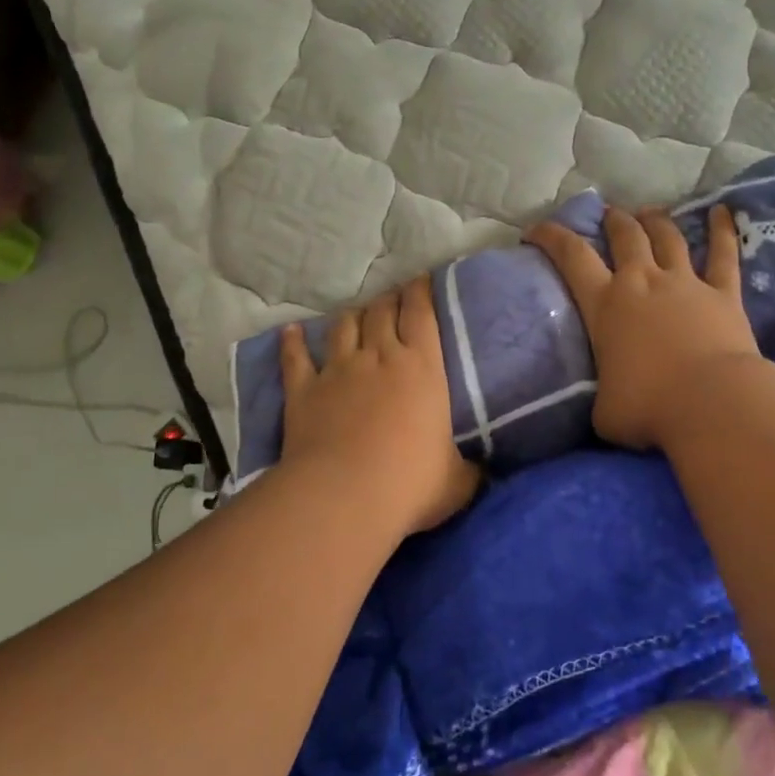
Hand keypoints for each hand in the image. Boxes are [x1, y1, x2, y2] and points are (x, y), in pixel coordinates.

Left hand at [279, 276, 480, 538]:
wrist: (344, 496)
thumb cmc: (411, 483)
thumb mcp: (457, 480)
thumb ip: (470, 471)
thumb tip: (483, 474)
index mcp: (423, 367)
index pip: (422, 314)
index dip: (421, 291)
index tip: (422, 279)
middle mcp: (380, 357)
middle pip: (382, 311)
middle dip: (389, 298)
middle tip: (394, 296)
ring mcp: (338, 370)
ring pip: (344, 326)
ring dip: (352, 315)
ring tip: (356, 312)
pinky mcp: (303, 391)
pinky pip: (296, 358)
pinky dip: (293, 343)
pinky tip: (291, 332)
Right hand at [527, 206, 761, 450]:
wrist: (710, 403)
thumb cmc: (648, 408)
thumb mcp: (604, 410)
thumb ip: (604, 395)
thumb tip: (611, 401)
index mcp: (606, 306)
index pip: (572, 258)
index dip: (552, 237)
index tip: (536, 229)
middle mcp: (643, 283)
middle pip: (626, 237)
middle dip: (613, 221)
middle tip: (609, 215)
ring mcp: (686, 284)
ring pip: (668, 238)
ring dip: (656, 221)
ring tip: (649, 212)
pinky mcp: (724, 294)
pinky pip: (724, 255)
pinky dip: (723, 231)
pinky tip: (724, 212)